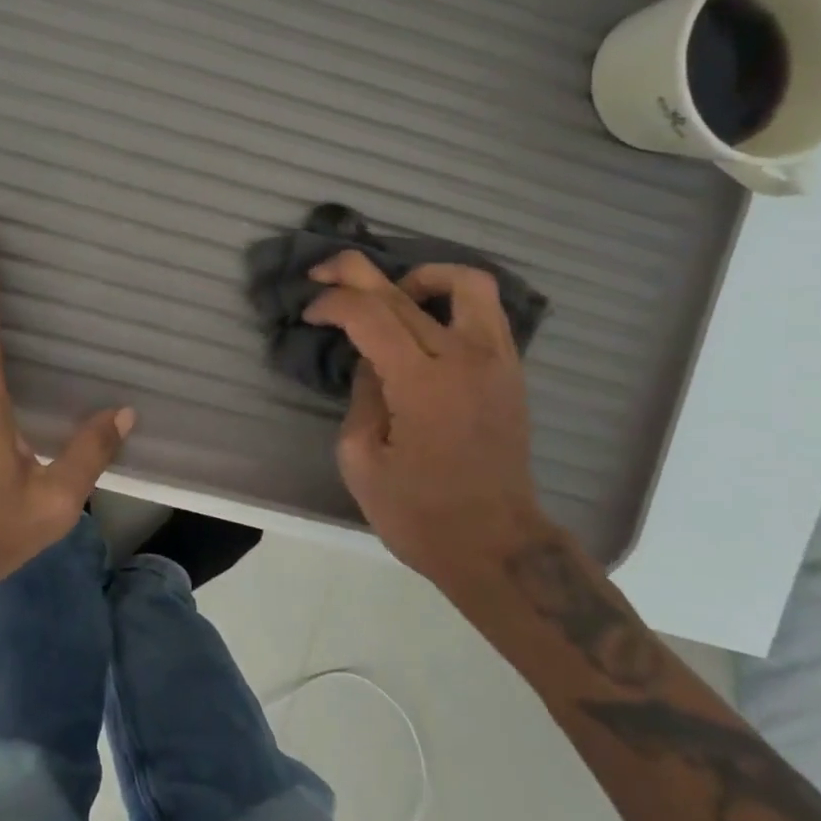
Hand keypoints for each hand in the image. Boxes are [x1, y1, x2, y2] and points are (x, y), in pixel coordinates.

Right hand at [303, 250, 541, 585]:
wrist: (498, 547)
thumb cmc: (421, 515)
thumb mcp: (362, 461)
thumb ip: (361, 396)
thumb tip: (370, 360)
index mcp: (422, 383)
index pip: (369, 313)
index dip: (331, 303)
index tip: (310, 314)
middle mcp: (464, 358)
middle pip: (405, 289)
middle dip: (353, 273)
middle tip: (323, 275)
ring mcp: (496, 360)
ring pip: (465, 282)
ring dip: (419, 275)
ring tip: (392, 292)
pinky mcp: (511, 370)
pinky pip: (485, 309)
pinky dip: (450, 298)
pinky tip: (423, 319)